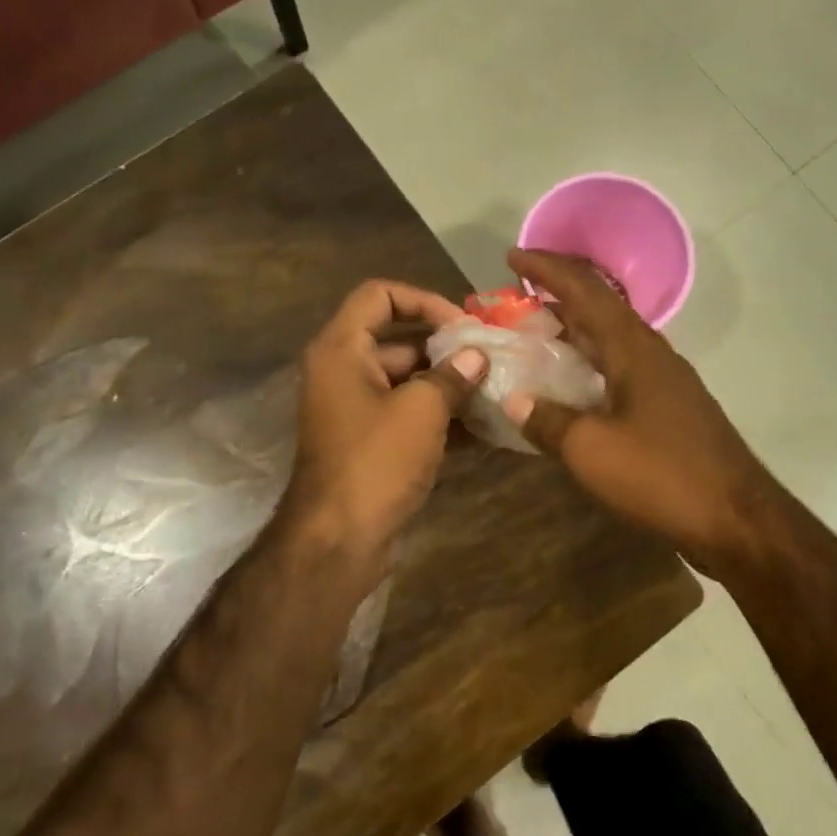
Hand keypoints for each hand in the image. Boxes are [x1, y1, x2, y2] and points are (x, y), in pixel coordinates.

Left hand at [283, 280, 487, 571]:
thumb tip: (477, 357)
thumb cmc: (376, 462)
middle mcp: (344, 372)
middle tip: (493, 359)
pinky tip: (484, 428)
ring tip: (496, 391)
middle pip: (399, 340)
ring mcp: (357, 411)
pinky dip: (440, 418)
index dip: (423, 299)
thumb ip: (452, 376)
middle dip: (447, 349)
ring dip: (449, 385)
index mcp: (342, 350)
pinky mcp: (371, 444)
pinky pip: (408, 416)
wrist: (339, 540)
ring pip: (408, 382)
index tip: (462, 324)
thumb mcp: (421, 411)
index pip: (379, 295)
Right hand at [503, 250, 779, 573]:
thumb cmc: (662, 475)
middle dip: (556, 295)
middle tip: (515, 298)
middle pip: (599, 308)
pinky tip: (569, 386)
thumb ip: (548, 421)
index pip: (585, 291)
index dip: (547, 269)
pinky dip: (587, 365)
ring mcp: (663, 381)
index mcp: (632, 349)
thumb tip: (513, 400)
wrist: (736, 518)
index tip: (512, 255)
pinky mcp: (668, 408)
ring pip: (610, 340)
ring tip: (534, 335)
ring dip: (573, 330)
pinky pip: (618, 369)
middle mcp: (650, 354)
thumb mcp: (592, 450)